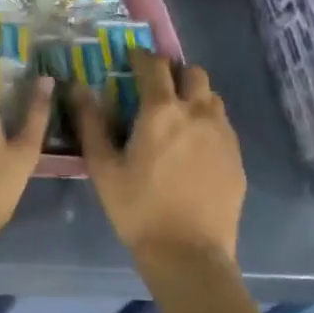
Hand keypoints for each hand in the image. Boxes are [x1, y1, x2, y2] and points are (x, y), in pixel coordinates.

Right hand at [74, 51, 244, 265]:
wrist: (189, 256)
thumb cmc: (138, 209)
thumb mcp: (103, 167)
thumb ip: (90, 123)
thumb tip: (76, 87)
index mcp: (161, 110)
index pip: (154, 65)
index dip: (141, 56)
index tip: (131, 58)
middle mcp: (196, 112)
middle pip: (192, 72)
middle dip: (174, 72)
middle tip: (156, 88)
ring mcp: (222, 134)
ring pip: (212, 97)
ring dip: (194, 96)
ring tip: (178, 116)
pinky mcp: (236, 157)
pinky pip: (223, 125)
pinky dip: (208, 122)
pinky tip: (195, 146)